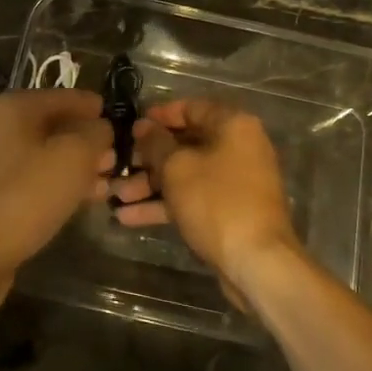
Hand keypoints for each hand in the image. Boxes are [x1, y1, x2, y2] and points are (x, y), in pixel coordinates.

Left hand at [0, 89, 112, 325]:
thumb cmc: (23, 196)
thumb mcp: (74, 157)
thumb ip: (95, 134)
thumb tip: (101, 128)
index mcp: (12, 107)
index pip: (64, 96)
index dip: (94, 107)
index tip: (120, 121)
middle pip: (52, 127)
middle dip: (86, 141)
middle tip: (117, 159)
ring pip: (43, 157)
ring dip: (75, 168)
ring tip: (106, 184)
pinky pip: (31, 183)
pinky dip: (56, 188)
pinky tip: (79, 203)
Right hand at [109, 99, 301, 292]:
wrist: (256, 262)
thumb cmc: (216, 202)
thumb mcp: (177, 167)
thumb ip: (155, 143)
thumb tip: (142, 126)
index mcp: (233, 125)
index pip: (191, 108)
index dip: (159, 115)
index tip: (131, 125)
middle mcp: (238, 148)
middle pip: (186, 143)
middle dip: (148, 157)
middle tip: (117, 164)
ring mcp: (235, 182)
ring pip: (186, 174)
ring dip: (150, 184)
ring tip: (115, 195)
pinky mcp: (229, 211)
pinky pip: (192, 198)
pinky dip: (164, 205)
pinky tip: (128, 217)